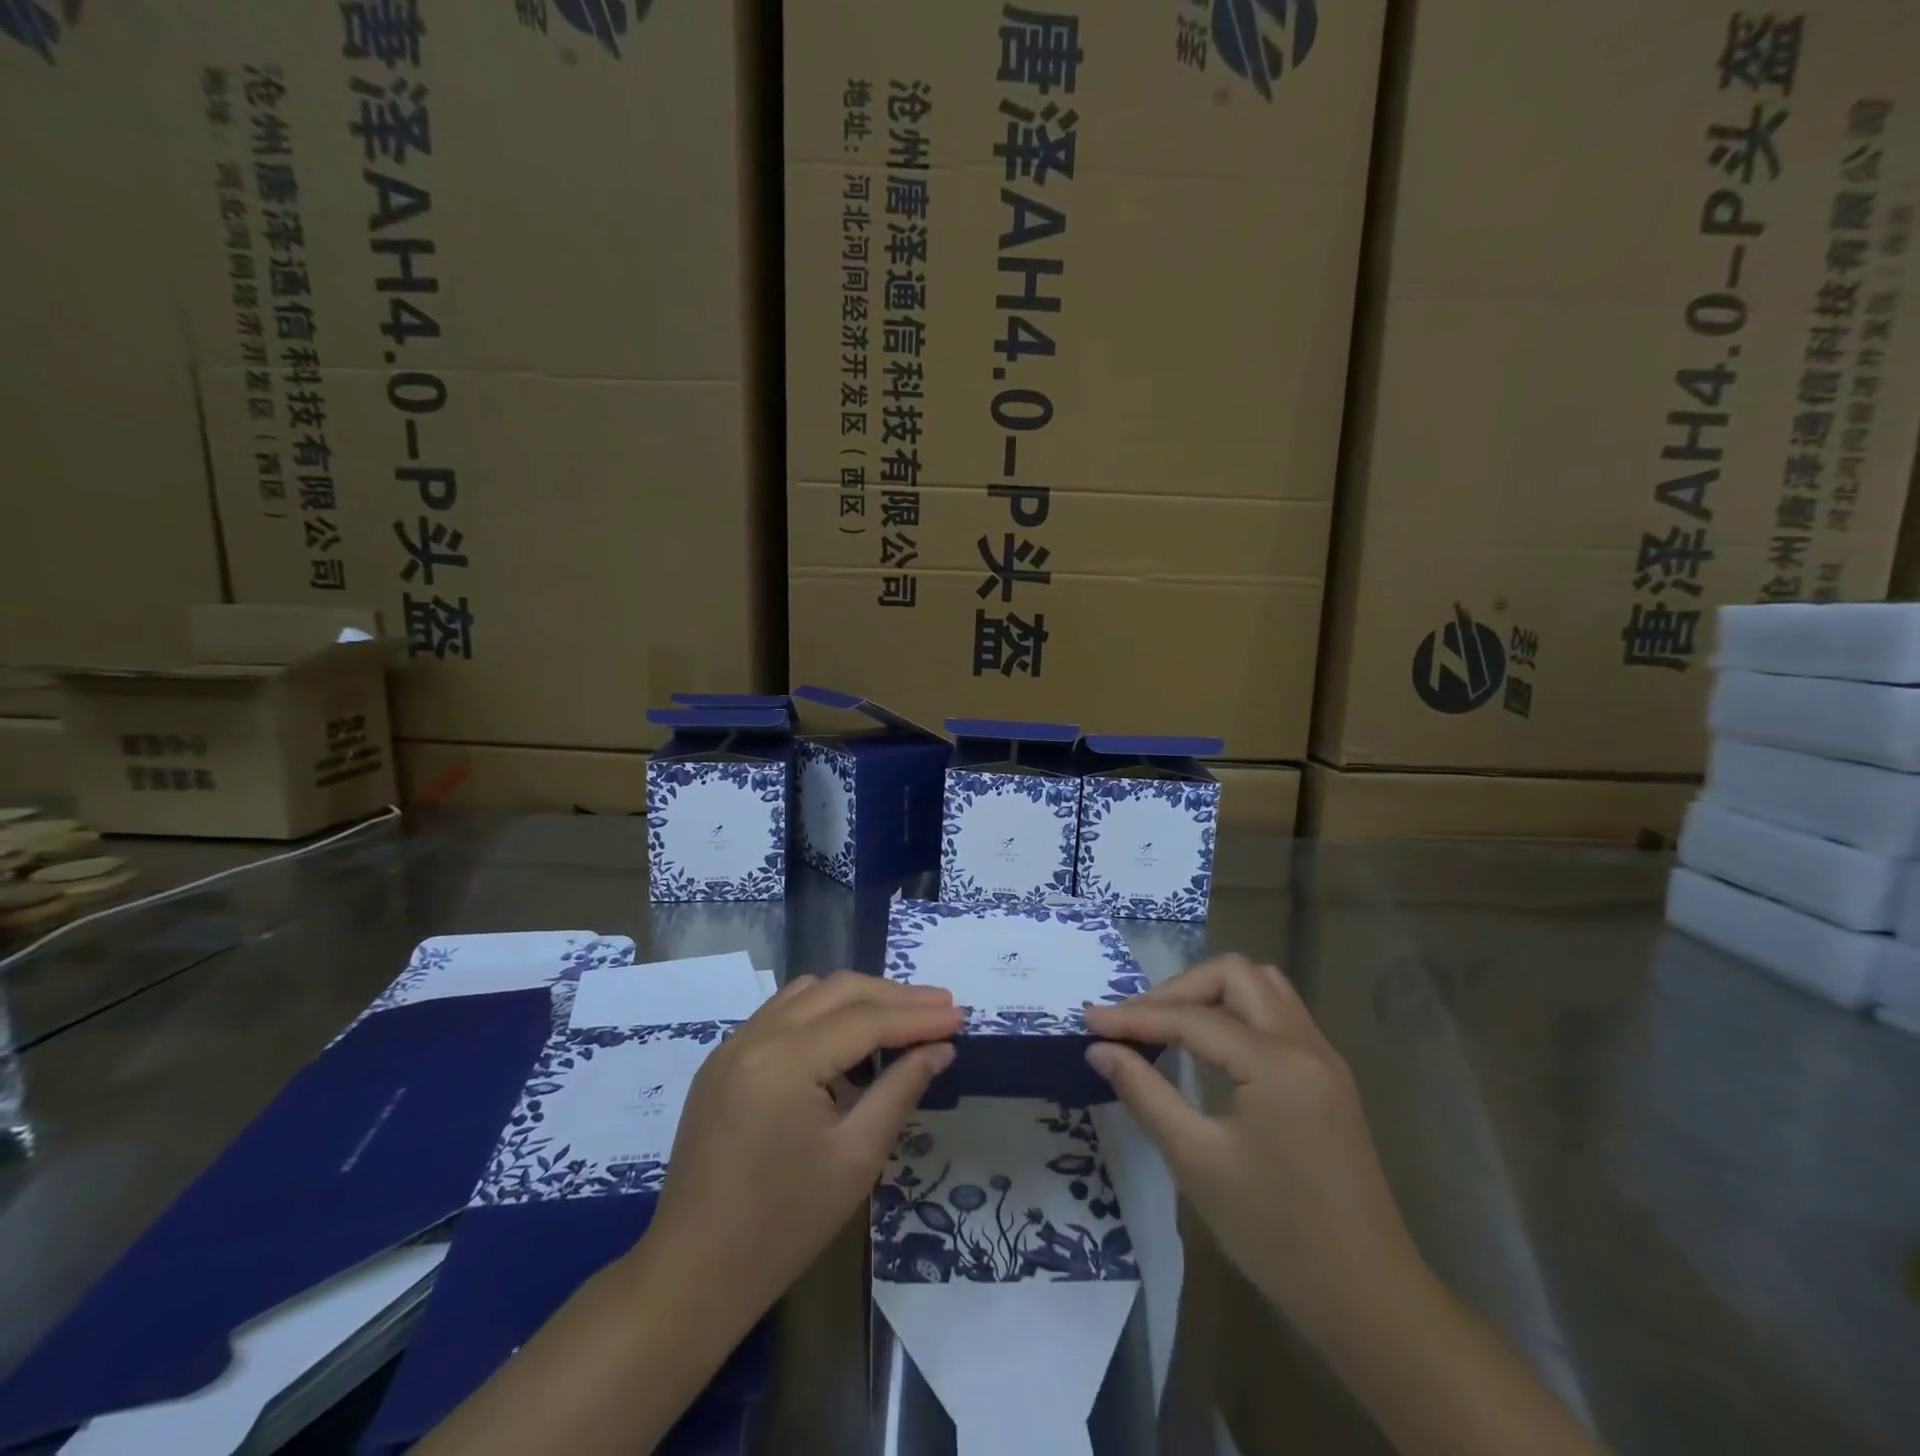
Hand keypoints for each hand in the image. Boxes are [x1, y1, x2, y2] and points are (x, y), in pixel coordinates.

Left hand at [634, 971, 961, 1339]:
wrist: (692, 1276)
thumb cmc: (783, 1226)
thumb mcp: (856, 1158)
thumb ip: (900, 1090)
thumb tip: (940, 1048)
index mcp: (784, 1059)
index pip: (865, 1020)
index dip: (918, 1015)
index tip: (961, 1014)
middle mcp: (755, 1035)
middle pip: (838, 990)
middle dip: (893, 995)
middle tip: (941, 1006)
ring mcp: (733, 1045)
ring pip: (808, 993)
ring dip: (858, 999)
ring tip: (901, 1019)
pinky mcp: (723, 1062)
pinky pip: (782, 1015)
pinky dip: (823, 1015)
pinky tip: (848, 1044)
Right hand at [1083, 955, 1418, 1344]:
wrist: (1369, 1301)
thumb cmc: (1276, 1235)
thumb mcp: (1197, 1162)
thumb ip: (1145, 1093)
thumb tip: (1100, 1049)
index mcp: (1276, 1064)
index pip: (1193, 1018)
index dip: (1136, 1017)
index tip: (1090, 1021)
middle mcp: (1305, 1044)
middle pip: (1234, 975)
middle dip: (1178, 990)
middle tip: (1137, 1023)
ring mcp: (1323, 1058)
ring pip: (1263, 986)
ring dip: (1212, 992)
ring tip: (1170, 1025)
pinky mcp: (1329, 1077)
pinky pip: (1279, 1014)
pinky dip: (1237, 1012)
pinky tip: (1211, 1047)